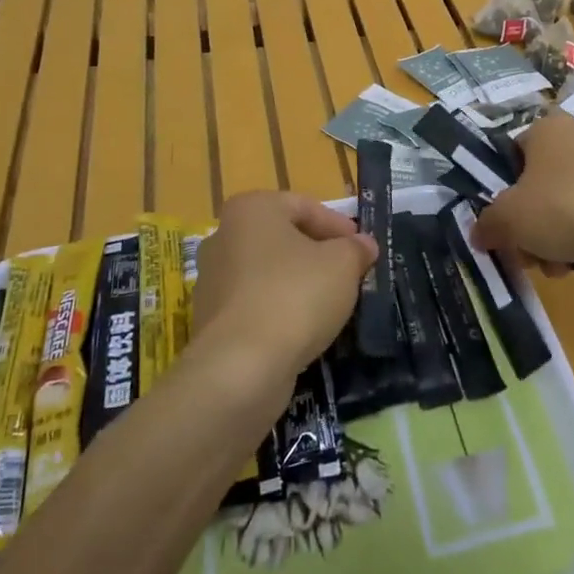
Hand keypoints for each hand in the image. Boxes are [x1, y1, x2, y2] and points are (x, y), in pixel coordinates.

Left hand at [190, 191, 376, 382]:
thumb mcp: (343, 264)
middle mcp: (223, 237)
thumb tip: (363, 245)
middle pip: (283, 239)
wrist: (240, 367)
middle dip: (318, 255)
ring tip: (331, 305)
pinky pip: (255, 307)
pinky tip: (303, 331)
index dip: (338, 226)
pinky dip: (279, 313)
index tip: (362, 249)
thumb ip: (356, 249)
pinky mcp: (210, 322)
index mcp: (251, 210)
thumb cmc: (295, 295)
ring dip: (299, 284)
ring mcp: (212, 282)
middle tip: (349, 274)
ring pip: (268, 274)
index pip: (304, 206)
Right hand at [473, 112, 573, 270]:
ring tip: (551, 264)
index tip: (498, 219)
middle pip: (535, 187)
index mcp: (546, 128)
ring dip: (548, 240)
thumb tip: (479, 233)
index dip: (500, 188)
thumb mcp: (507, 217)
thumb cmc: (560, 207)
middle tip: (522, 251)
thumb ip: (486, 224)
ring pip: (559, 208)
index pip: (510, 154)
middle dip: (526, 225)